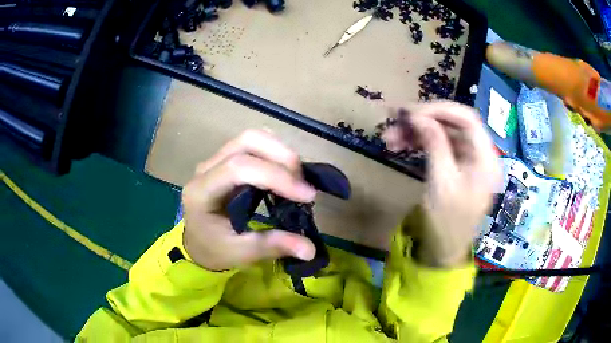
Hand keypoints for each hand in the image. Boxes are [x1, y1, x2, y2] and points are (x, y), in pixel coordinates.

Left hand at [181, 130, 316, 270]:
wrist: (196, 242)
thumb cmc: (212, 249)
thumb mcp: (238, 253)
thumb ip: (271, 246)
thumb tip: (310, 249)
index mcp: (202, 192)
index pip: (239, 168)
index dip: (276, 176)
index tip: (307, 195)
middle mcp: (206, 168)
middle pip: (246, 141)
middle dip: (282, 155)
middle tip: (303, 182)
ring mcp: (215, 160)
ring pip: (251, 138)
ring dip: (280, 151)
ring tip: (298, 177)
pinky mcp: (226, 159)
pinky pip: (252, 145)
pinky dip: (274, 152)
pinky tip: (285, 172)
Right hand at [384, 102, 500, 266]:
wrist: (444, 250)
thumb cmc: (447, 222)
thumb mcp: (442, 182)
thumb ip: (434, 144)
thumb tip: (418, 116)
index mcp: (485, 158)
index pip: (467, 118)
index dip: (439, 109)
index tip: (410, 111)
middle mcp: (480, 154)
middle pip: (453, 124)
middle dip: (423, 120)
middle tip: (394, 120)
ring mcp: (468, 160)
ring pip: (443, 134)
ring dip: (417, 132)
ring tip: (389, 137)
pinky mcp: (456, 166)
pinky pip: (439, 146)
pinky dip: (420, 143)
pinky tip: (400, 145)